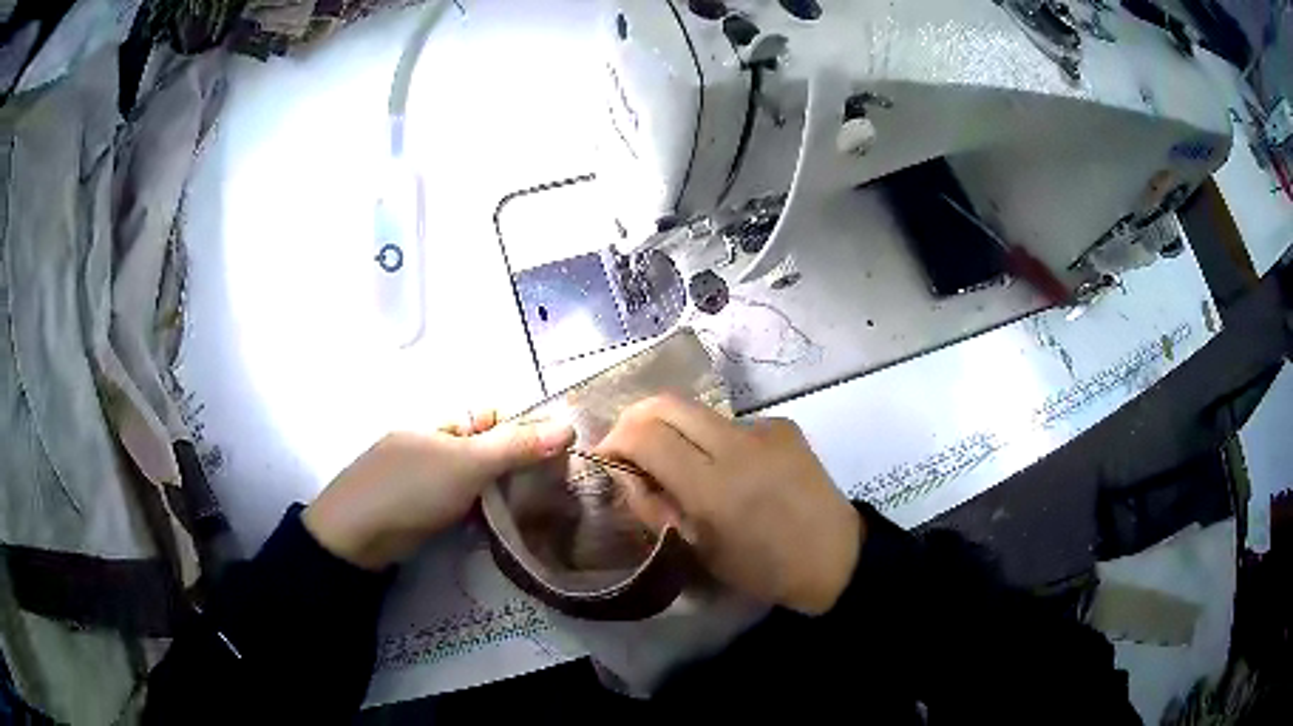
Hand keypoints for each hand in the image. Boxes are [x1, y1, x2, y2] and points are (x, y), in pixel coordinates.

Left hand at [303, 411, 573, 569]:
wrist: (357, 535)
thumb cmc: (412, 488)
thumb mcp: (468, 463)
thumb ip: (516, 446)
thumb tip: (569, 425)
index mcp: (443, 424)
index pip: (494, 418)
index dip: (525, 432)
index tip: (557, 458)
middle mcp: (435, 445)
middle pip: (487, 450)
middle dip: (516, 467)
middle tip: (551, 490)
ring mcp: (426, 478)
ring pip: (475, 480)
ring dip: (500, 493)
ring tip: (535, 511)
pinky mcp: (422, 508)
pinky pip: (461, 503)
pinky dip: (479, 512)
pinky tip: (497, 527)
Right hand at [594, 395, 860, 614]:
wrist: (834, 556)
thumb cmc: (761, 568)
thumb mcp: (696, 549)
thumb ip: (653, 506)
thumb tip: (625, 472)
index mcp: (713, 487)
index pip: (645, 436)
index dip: (615, 440)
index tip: (607, 457)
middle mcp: (737, 444)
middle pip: (666, 403)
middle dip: (635, 419)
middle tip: (628, 446)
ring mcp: (764, 429)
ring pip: (698, 412)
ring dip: (676, 431)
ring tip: (681, 465)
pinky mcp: (783, 424)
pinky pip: (731, 424)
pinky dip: (714, 440)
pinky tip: (729, 470)